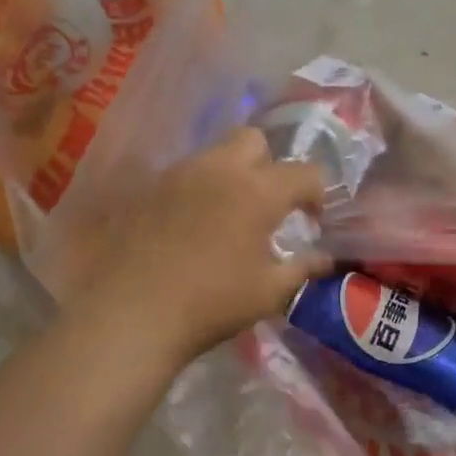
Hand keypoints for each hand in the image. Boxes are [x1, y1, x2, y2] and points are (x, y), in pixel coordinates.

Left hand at [68, 128, 331, 370]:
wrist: (130, 314)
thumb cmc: (211, 303)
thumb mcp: (269, 293)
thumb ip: (303, 269)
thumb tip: (326, 260)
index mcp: (258, 190)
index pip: (305, 172)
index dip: (318, 194)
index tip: (314, 221)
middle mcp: (219, 169)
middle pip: (254, 140)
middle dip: (270, 164)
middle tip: (269, 204)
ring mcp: (177, 176)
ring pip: (214, 155)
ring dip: (232, 176)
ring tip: (230, 217)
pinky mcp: (147, 191)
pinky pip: (183, 177)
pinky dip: (198, 192)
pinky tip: (193, 228)